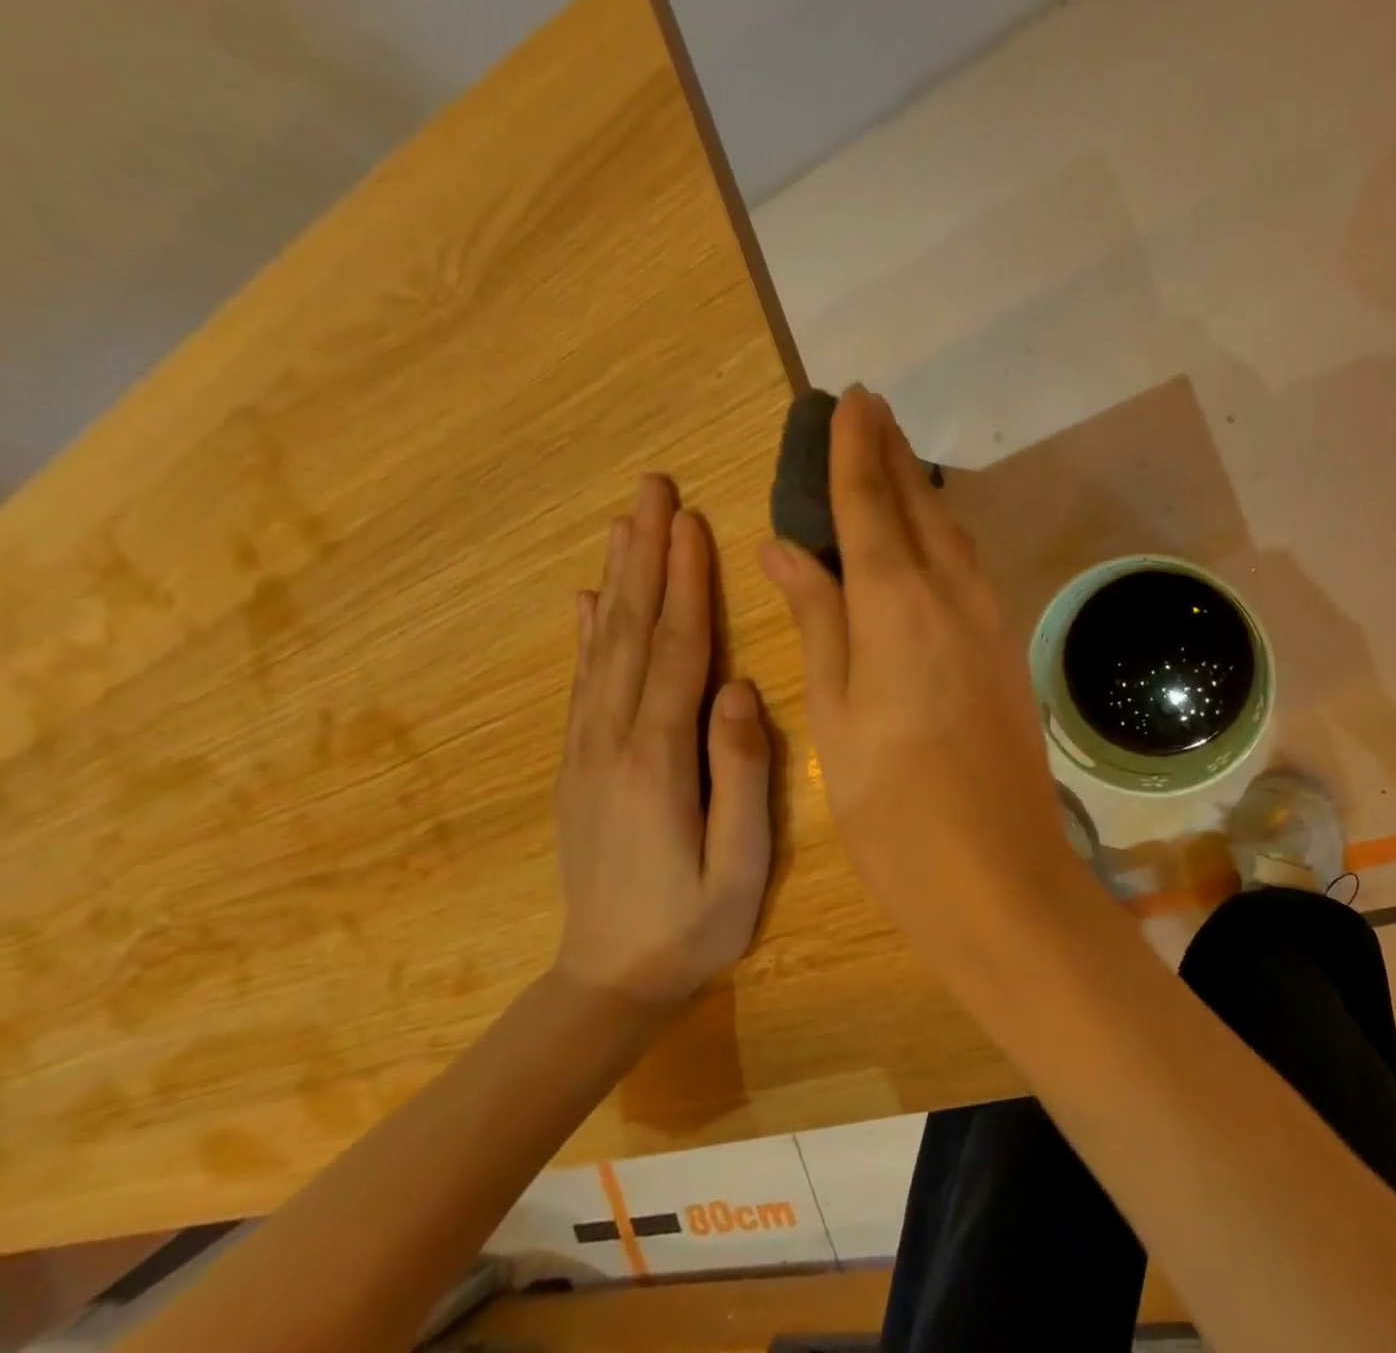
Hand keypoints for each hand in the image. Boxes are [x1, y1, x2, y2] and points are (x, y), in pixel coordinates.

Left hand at [555, 474, 771, 1005]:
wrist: (609, 980)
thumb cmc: (694, 924)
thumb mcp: (741, 865)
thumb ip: (742, 774)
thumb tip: (739, 688)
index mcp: (660, 758)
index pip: (679, 650)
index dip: (687, 583)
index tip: (692, 523)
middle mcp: (614, 739)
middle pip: (634, 630)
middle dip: (647, 555)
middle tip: (653, 490)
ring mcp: (588, 749)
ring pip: (605, 645)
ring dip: (619, 578)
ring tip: (627, 522)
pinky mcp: (579, 762)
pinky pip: (583, 681)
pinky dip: (588, 632)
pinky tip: (589, 598)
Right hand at [759, 387, 1080, 942]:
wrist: (998, 872)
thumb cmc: (893, 805)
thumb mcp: (835, 713)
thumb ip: (817, 618)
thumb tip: (787, 547)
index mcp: (898, 602)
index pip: (871, 500)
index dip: (854, 448)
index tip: (847, 399)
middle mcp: (953, 592)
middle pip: (919, 503)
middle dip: (890, 452)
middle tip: (867, 410)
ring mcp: (991, 618)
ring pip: (951, 531)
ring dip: (920, 490)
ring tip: (891, 461)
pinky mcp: (1008, 646)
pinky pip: (971, 567)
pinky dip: (943, 535)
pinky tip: (927, 537)